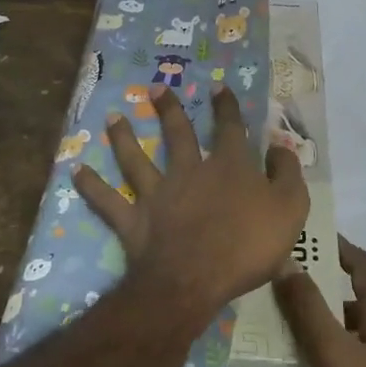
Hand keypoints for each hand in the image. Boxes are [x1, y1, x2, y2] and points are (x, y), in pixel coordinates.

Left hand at [75, 85, 308, 329]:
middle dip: (169, 109)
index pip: (230, 128)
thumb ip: (287, 174)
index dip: (226, 106)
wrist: (196, 279)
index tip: (218, 86)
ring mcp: (158, 194)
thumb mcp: (289, 208)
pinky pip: (108, 201)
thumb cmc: (248, 246)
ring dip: (123, 137)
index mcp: (229, 167)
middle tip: (155, 88)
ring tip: (112, 117)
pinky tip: (76, 171)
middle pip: (178, 134)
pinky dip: (91, 187)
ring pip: (136, 159)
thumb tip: (280, 146)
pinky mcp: (134, 220)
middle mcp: (190, 171)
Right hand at [276, 239, 365, 366]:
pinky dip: (340, 362)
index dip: (342, 247)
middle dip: (325, 292)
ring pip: (360, 337)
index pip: (365, 266)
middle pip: (360, 302)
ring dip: (330, 330)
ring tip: (289, 336)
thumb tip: (286, 261)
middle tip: (284, 292)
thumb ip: (309, 311)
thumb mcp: (338, 356)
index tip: (313, 237)